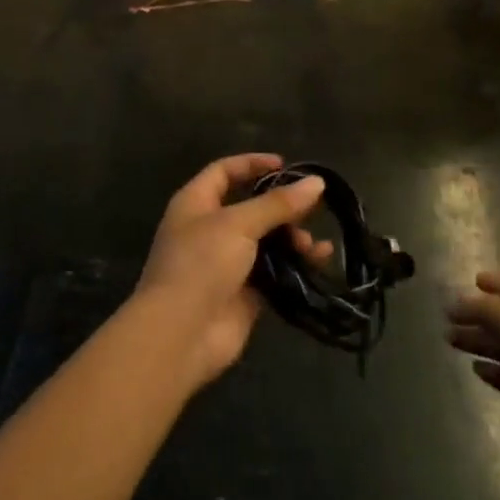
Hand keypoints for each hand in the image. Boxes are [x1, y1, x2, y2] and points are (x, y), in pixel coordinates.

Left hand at [137, 154, 330, 390]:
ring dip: (292, 238)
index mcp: (196, 203)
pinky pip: (275, 271)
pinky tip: (319, 261)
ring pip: (266, 241)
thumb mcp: (238, 224)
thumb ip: (277, 204)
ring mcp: (226, 263)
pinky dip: (296, 265)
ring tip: (312, 246)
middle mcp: (209, 229)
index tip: (286, 165)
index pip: (225, 171)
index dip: (253, 164)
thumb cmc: (200, 264)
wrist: (180, 335)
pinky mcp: (244, 293)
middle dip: (282, 207)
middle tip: (312, 209)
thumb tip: (317, 182)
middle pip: (251, 207)